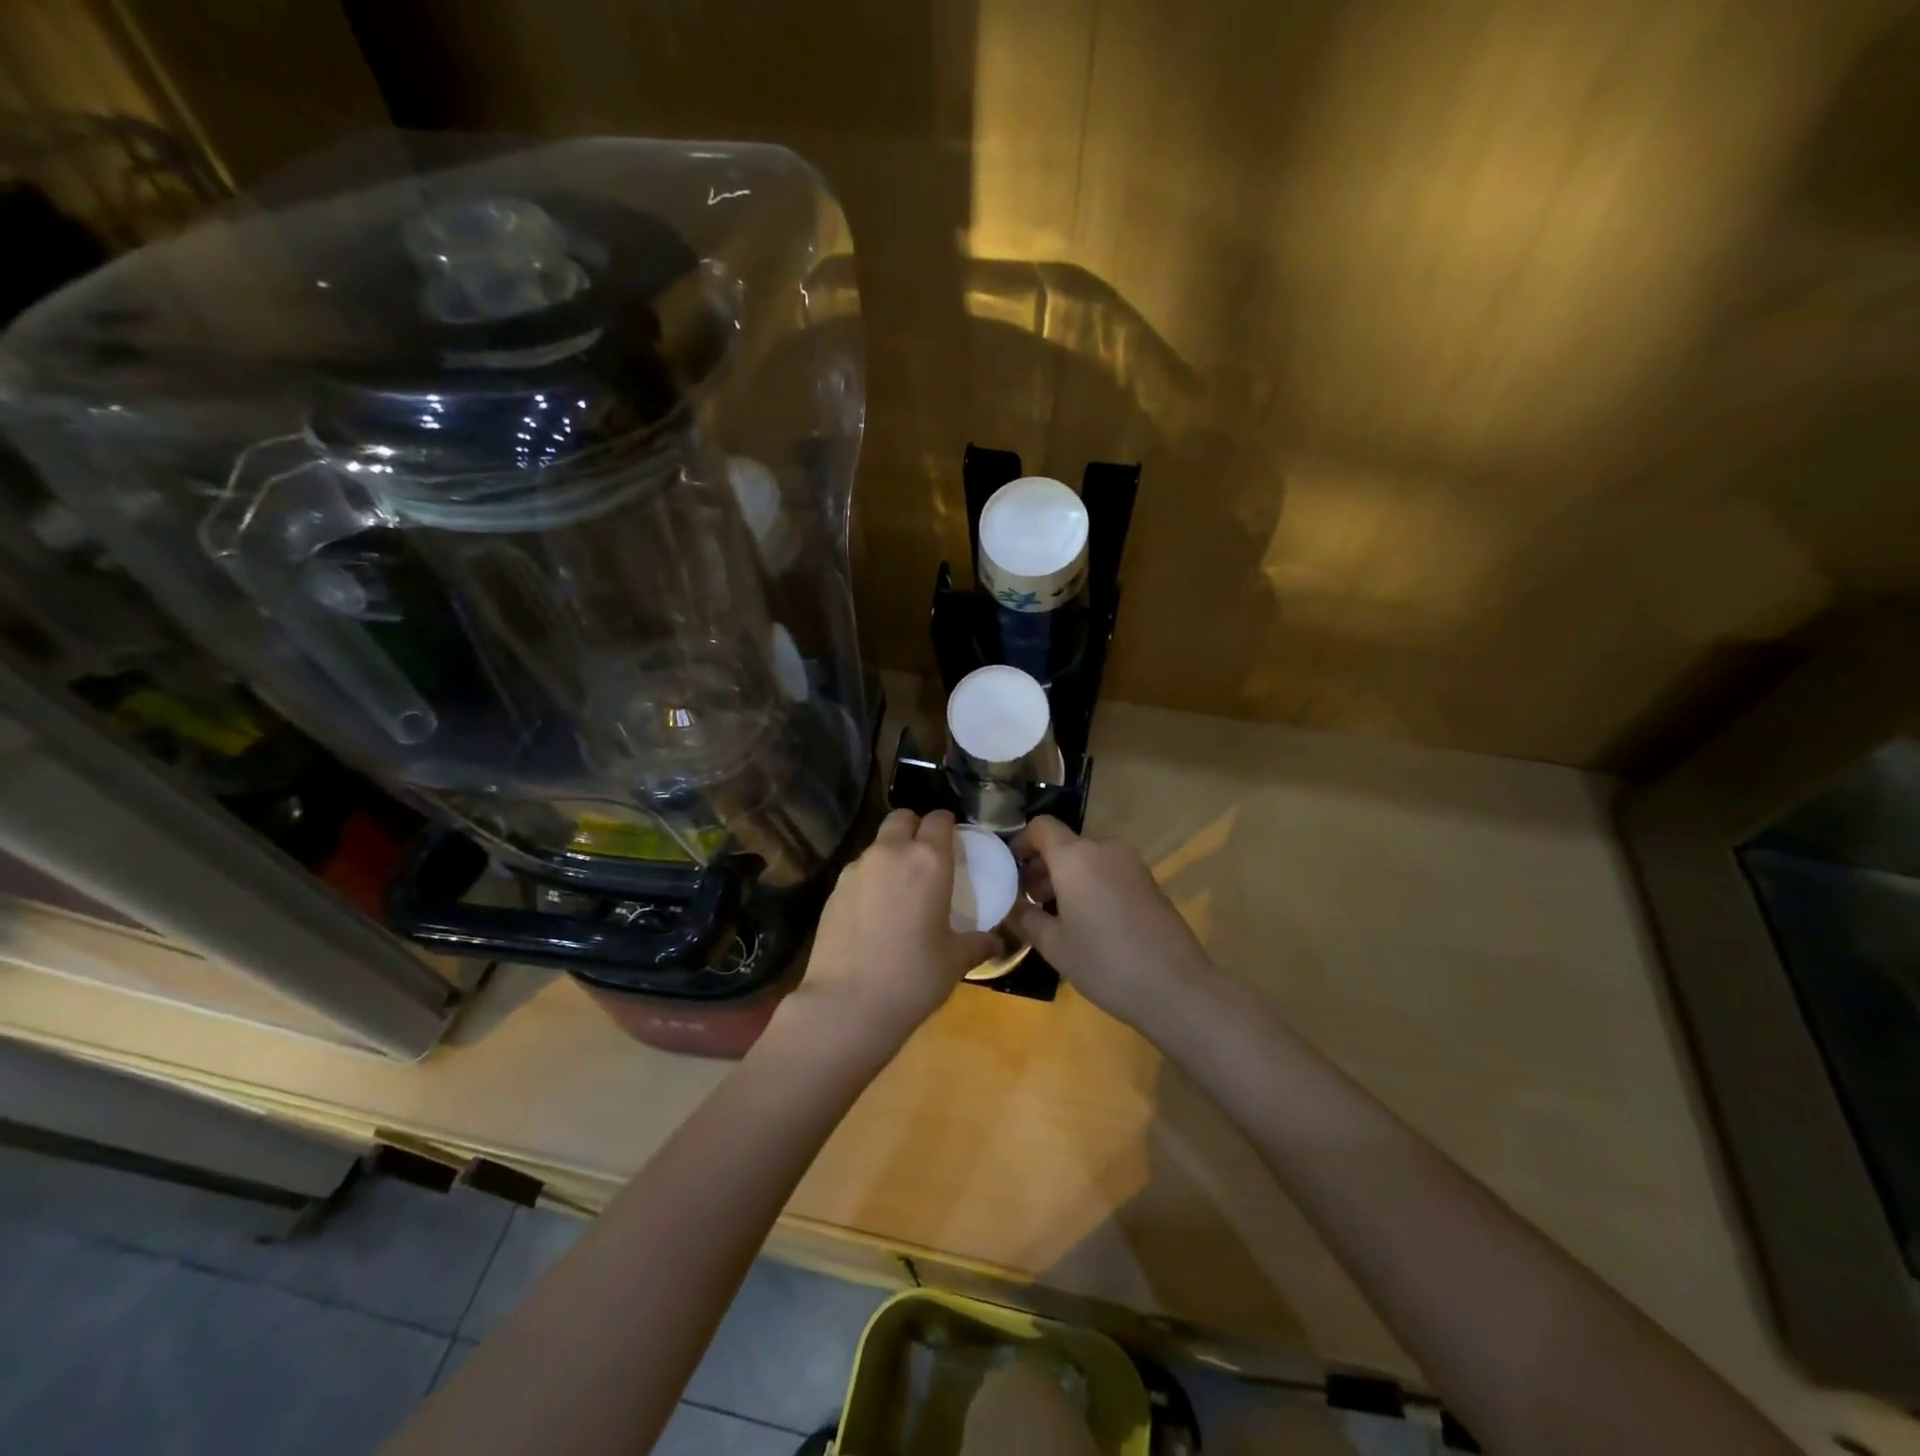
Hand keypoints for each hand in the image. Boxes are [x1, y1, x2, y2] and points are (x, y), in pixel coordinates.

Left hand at [788, 809, 1000, 1056]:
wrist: (847, 1004)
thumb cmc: (913, 976)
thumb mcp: (955, 961)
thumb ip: (977, 943)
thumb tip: (996, 943)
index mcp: (928, 860)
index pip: (939, 820)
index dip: (947, 825)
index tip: (953, 839)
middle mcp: (891, 853)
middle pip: (902, 819)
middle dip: (915, 828)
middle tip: (925, 856)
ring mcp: (856, 869)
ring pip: (877, 844)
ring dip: (890, 853)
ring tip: (899, 887)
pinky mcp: (833, 890)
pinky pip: (858, 871)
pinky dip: (870, 879)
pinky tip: (874, 911)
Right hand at [1010, 816, 1212, 1027]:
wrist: (1176, 986)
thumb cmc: (1105, 963)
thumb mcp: (1054, 946)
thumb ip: (1027, 919)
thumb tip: (1012, 907)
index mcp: (1076, 857)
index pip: (1041, 827)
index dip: (1021, 842)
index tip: (1009, 870)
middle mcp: (1104, 850)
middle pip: (1065, 844)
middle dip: (1042, 867)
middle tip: (1028, 901)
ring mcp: (1131, 864)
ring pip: (1087, 859)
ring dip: (1066, 877)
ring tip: (1054, 915)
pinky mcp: (1149, 882)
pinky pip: (1108, 871)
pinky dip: (1090, 884)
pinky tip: (1086, 921)